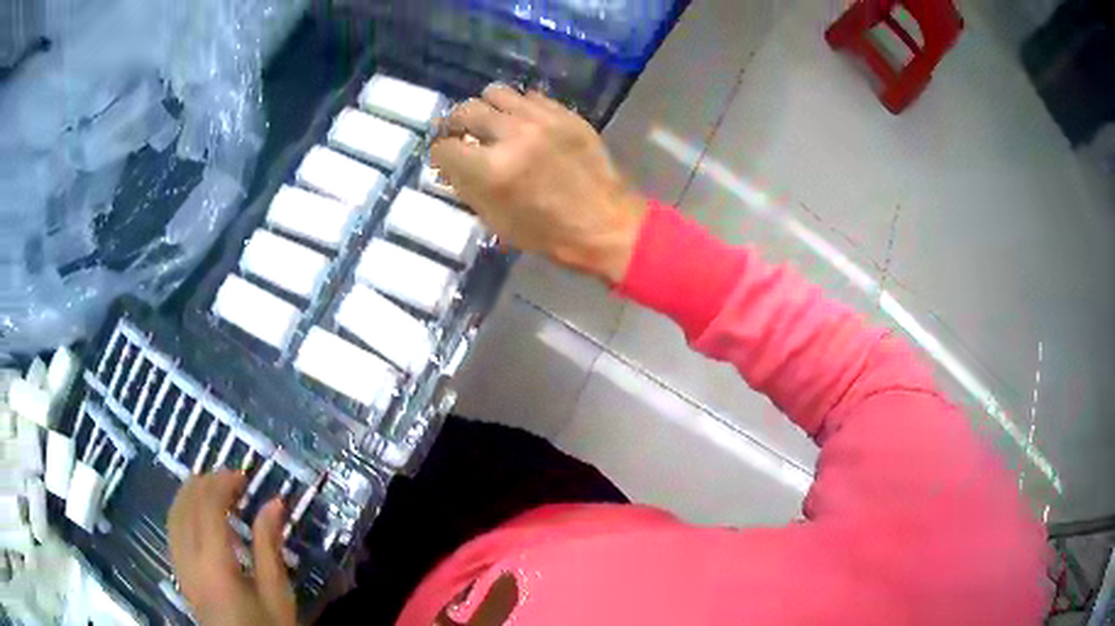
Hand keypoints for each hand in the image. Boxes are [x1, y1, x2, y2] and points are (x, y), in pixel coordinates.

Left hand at [167, 471, 296, 625]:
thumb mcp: (278, 594)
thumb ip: (270, 546)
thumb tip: (275, 502)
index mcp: (215, 564)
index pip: (208, 507)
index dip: (222, 483)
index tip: (244, 475)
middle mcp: (189, 559)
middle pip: (186, 506)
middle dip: (205, 483)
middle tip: (230, 477)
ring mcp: (180, 567)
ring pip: (174, 515)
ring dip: (190, 494)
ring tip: (211, 487)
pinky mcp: (180, 575)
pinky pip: (172, 531)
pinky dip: (182, 512)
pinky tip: (196, 515)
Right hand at [431, 84, 646, 284]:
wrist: (605, 224)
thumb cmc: (548, 233)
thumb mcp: (496, 221)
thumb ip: (467, 186)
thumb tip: (451, 164)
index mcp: (492, 169)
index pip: (445, 147)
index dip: (439, 153)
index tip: (444, 156)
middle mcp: (513, 135)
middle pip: (467, 110)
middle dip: (456, 123)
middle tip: (460, 133)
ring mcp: (542, 119)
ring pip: (497, 93)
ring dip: (487, 107)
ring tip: (492, 122)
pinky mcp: (566, 114)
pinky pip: (530, 97)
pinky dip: (519, 108)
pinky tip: (523, 123)